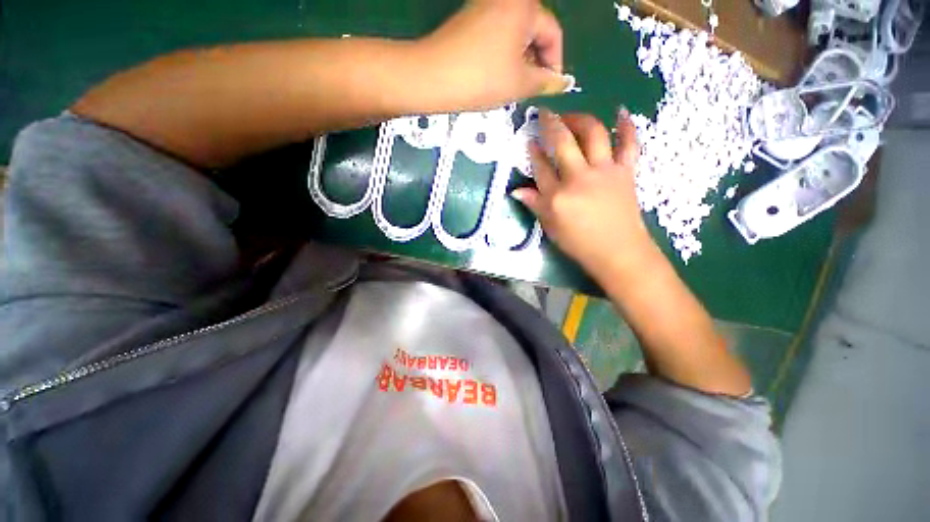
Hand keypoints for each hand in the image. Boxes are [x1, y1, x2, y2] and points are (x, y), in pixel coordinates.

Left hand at [416, 0, 567, 109]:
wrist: (433, 77)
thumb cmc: (482, 79)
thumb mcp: (520, 83)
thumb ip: (546, 81)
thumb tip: (562, 82)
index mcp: (524, 6)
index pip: (553, 33)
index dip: (556, 63)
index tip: (551, 88)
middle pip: (534, 31)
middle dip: (537, 62)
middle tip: (531, 90)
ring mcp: (485, 5)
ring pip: (516, 35)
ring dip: (520, 61)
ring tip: (513, 86)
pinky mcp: (470, 19)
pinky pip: (498, 35)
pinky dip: (503, 55)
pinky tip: (497, 76)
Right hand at [514, 109, 655, 277]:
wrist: (618, 252)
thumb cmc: (580, 243)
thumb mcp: (551, 227)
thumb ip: (535, 205)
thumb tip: (516, 191)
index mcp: (557, 196)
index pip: (540, 167)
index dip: (533, 152)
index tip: (529, 140)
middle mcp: (579, 178)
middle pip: (563, 142)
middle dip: (551, 124)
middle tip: (544, 113)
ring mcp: (604, 172)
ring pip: (593, 134)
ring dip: (581, 119)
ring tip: (572, 115)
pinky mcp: (626, 172)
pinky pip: (630, 144)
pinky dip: (627, 127)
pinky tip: (622, 112)